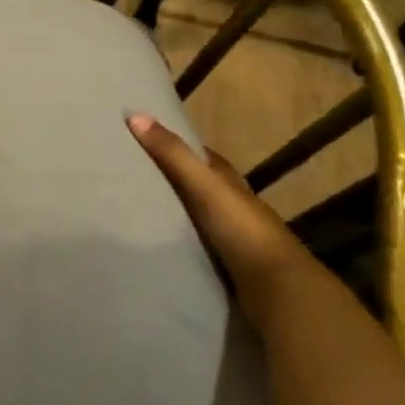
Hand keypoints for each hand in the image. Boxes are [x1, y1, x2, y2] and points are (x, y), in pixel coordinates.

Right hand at [127, 114, 310, 320]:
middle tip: (127, 175)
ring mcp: (230, 237)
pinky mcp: (225, 265)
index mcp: (229, 182)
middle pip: (196, 185)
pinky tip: (154, 241)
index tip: (142, 140)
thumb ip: (173, 154)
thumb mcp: (204, 185)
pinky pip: (193, 243)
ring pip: (194, 215)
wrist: (277, 289)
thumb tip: (134, 115)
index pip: (201, 156)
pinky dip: (175, 239)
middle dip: (168, 179)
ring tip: (132, 208)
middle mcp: (231, 205)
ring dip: (170, 212)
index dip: (175, 145)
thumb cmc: (242, 228)